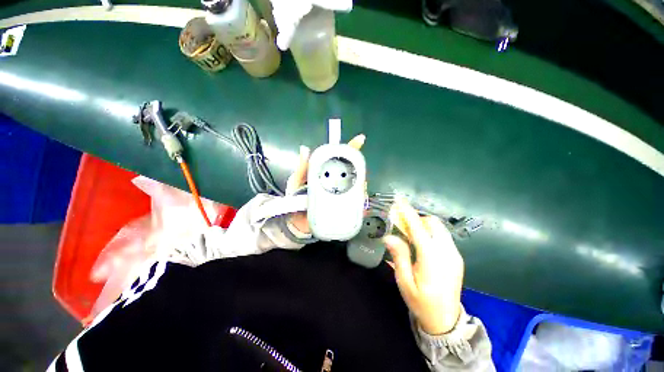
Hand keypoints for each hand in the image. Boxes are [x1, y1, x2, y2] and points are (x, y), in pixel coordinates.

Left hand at [285, 135, 365, 233]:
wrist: (294, 220)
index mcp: (325, 173)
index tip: (360, 140)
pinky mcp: (340, 209)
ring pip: (355, 189)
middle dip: (359, 172)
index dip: (350, 149)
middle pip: (352, 173)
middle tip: (361, 176)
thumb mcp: (296, 180)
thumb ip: (301, 167)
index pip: (339, 158)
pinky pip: (353, 206)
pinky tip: (360, 206)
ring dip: (360, 188)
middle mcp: (335, 182)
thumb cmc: (294, 197)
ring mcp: (339, 195)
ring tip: (360, 190)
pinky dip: (359, 205)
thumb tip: (305, 149)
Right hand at [383, 200, 463, 334]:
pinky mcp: (457, 257)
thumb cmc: (421, 302)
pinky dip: (431, 233)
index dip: (408, 212)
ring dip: (424, 225)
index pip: (418, 228)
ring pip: (439, 228)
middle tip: (403, 226)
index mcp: (432, 258)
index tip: (399, 201)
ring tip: (411, 236)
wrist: (446, 321)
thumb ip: (399, 256)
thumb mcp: (404, 281)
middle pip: (433, 223)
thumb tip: (389, 236)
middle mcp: (447, 252)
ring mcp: (454, 254)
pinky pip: (443, 236)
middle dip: (417, 219)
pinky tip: (422, 245)